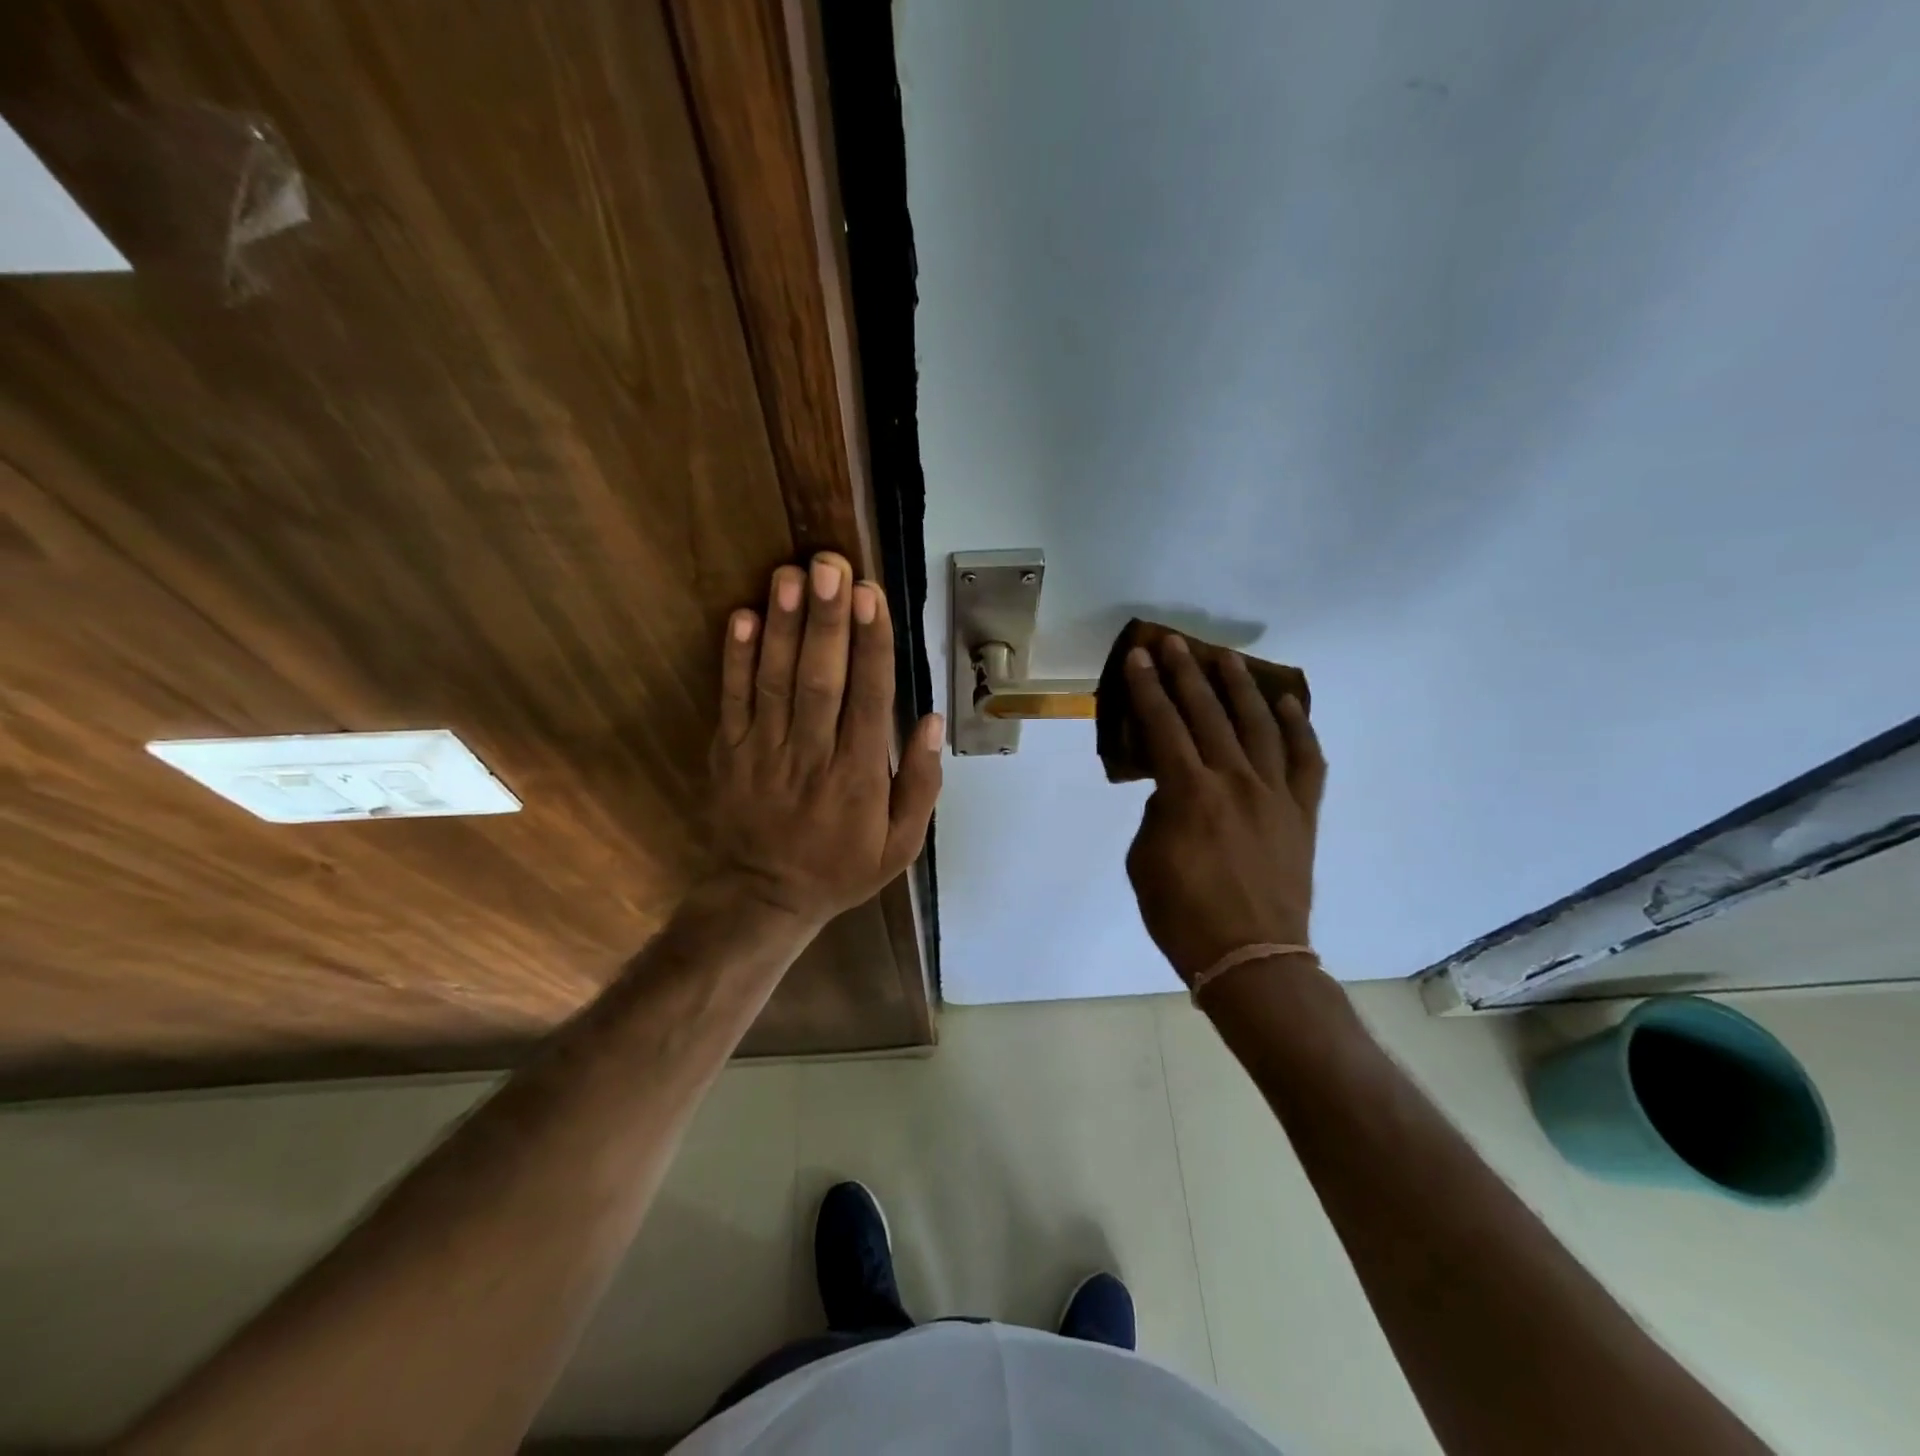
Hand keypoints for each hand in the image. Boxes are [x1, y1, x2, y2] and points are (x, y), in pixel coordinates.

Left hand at [705, 552, 943, 931]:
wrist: (764, 898)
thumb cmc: (841, 867)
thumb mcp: (901, 845)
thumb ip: (921, 785)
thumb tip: (933, 721)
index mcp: (859, 777)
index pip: (869, 699)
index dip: (871, 645)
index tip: (871, 596)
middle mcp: (812, 756)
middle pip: (821, 679)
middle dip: (827, 620)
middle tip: (832, 565)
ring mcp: (764, 752)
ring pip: (775, 681)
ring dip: (784, 626)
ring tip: (791, 574)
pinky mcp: (727, 753)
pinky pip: (731, 701)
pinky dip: (735, 659)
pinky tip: (744, 616)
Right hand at [1122, 636, 1326, 984]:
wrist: (1251, 958)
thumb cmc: (1183, 916)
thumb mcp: (1144, 862)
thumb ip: (1157, 815)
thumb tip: (1174, 793)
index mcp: (1188, 793)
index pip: (1163, 726)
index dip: (1148, 689)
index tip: (1139, 658)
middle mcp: (1234, 781)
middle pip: (1208, 714)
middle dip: (1187, 674)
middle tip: (1175, 644)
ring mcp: (1275, 794)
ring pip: (1260, 725)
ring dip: (1240, 687)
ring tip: (1226, 658)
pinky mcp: (1303, 813)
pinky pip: (1307, 761)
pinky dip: (1300, 728)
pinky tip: (1289, 703)